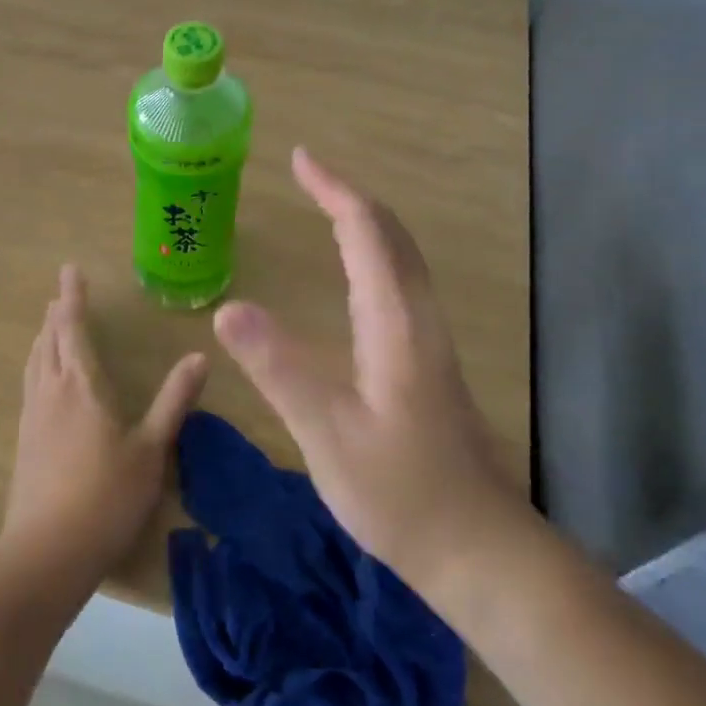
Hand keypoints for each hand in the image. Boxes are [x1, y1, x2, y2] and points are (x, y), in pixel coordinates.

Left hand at [0, 264, 207, 589]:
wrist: (46, 554)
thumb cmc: (106, 497)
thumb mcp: (151, 448)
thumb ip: (174, 401)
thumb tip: (199, 357)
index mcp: (82, 385)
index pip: (73, 327)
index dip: (73, 297)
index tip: (70, 269)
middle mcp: (52, 391)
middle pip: (49, 339)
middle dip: (57, 313)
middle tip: (63, 293)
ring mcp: (33, 416)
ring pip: (35, 361)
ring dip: (44, 336)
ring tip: (50, 325)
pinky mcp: (24, 440)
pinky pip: (30, 383)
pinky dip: (38, 363)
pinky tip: (42, 379)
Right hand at [212, 148, 525, 593]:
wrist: (478, 546)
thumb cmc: (401, 493)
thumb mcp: (328, 435)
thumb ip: (279, 369)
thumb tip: (227, 307)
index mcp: (395, 321)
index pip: (366, 232)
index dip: (333, 189)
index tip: (300, 159)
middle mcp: (418, 316)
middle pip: (391, 233)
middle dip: (348, 195)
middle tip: (307, 173)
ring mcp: (430, 336)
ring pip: (401, 255)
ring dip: (365, 220)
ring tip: (326, 206)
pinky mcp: (430, 358)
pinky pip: (401, 279)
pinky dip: (374, 250)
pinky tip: (357, 271)